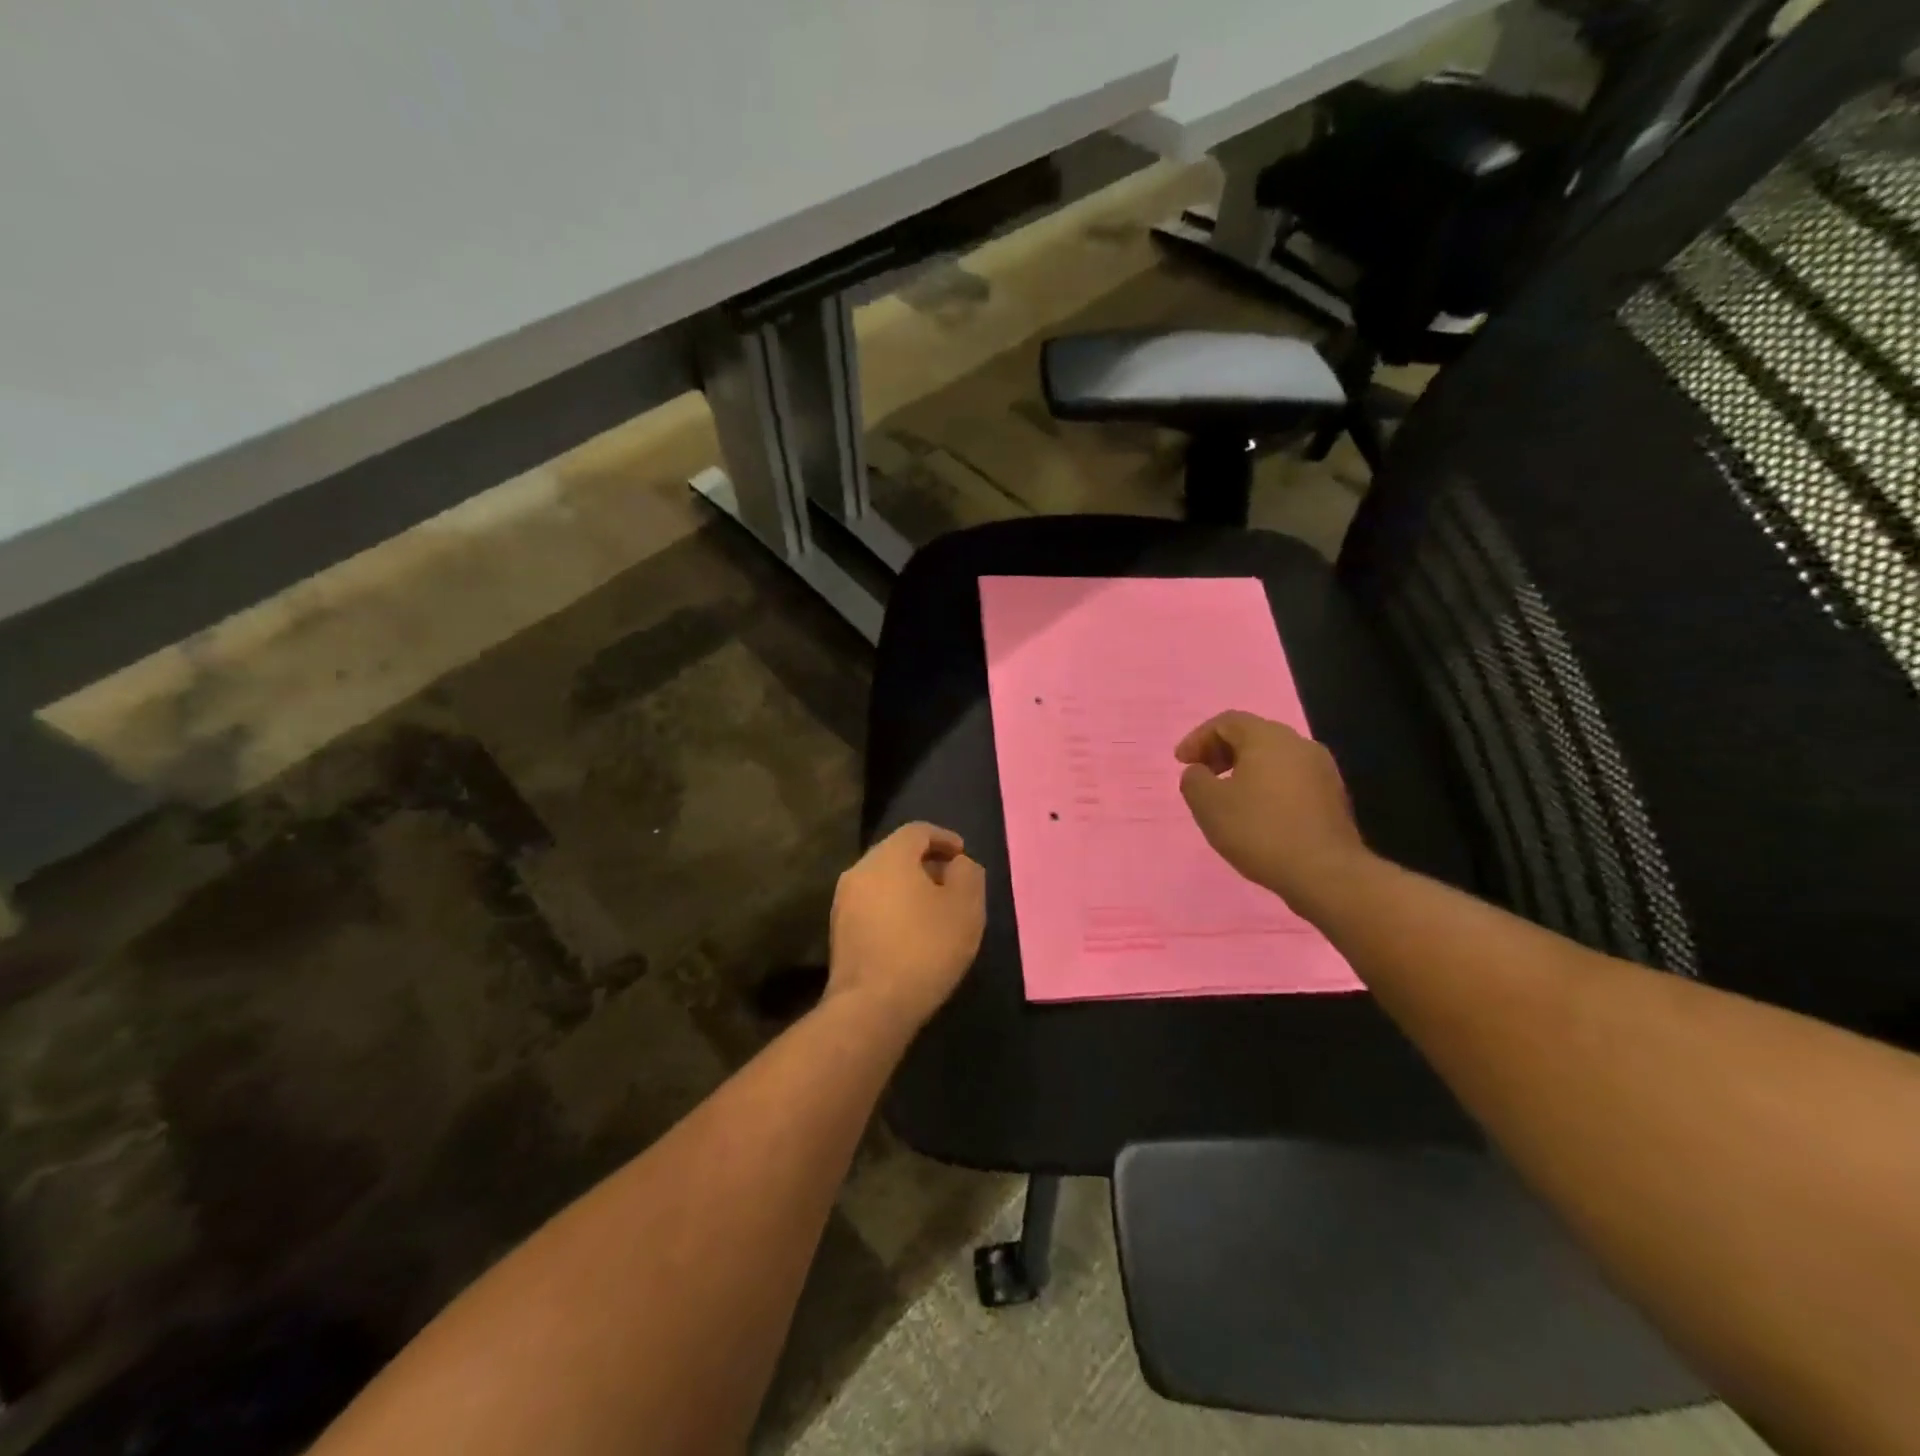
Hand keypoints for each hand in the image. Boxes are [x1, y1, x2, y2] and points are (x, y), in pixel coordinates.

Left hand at [828, 822, 985, 1028]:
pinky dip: (893, 907)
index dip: (944, 838)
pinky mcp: (839, 930)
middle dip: (926, 862)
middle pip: (896, 853)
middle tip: (951, 882)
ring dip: (908, 887)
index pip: (918, 831)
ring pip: (882, 879)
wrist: (872, 1005)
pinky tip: (910, 932)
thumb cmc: (925, 948)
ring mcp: (844, 901)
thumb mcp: (965, 908)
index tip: (963, 855)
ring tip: (933, 909)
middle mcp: (860, 869)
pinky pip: (872, 904)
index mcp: (889, 856)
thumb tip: (958, 865)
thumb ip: (968, 874)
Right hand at [1175, 711, 1372, 917]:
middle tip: (1202, 775)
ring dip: (1245, 770)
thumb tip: (1199, 772)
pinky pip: (1291, 779)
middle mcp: (1299, 744)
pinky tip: (1258, 814)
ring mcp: (1322, 770)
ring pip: (1274, 758)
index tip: (1181, 763)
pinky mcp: (1333, 796)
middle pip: (1253, 735)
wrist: (1325, 872)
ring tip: (1227, 797)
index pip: (1227, 722)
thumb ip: (1194, 780)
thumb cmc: (1259, 830)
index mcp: (1268, 737)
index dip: (1198, 738)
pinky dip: (1268, 786)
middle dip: (1221, 751)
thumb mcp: (1208, 805)